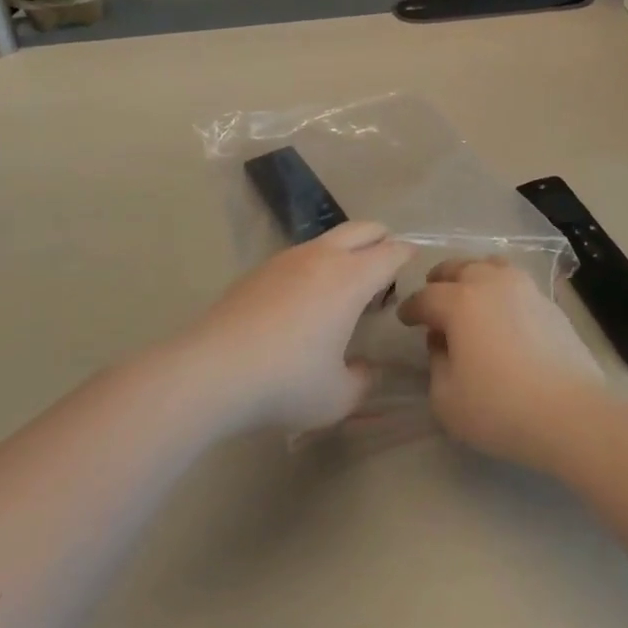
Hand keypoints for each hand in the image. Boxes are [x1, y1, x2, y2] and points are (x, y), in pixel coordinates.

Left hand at [188, 222, 412, 432]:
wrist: (212, 369)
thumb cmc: (285, 381)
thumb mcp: (336, 397)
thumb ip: (362, 381)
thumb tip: (365, 368)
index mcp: (350, 279)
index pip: (389, 253)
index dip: (406, 254)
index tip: (415, 257)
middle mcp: (323, 257)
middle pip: (362, 229)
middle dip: (381, 237)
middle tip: (388, 256)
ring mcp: (288, 258)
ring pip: (329, 238)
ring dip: (347, 248)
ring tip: (349, 278)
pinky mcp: (261, 269)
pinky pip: (302, 254)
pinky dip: (318, 263)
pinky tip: (308, 295)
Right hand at [398, 258, 604, 468]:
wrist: (570, 412)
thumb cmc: (500, 408)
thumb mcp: (447, 399)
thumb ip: (436, 364)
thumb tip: (443, 343)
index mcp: (459, 301)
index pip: (425, 297)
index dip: (411, 308)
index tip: (404, 318)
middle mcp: (489, 282)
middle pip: (457, 268)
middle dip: (439, 281)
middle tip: (433, 298)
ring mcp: (522, 286)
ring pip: (489, 266)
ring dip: (472, 276)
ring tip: (468, 295)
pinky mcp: (547, 300)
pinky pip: (514, 282)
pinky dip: (500, 288)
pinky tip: (501, 311)